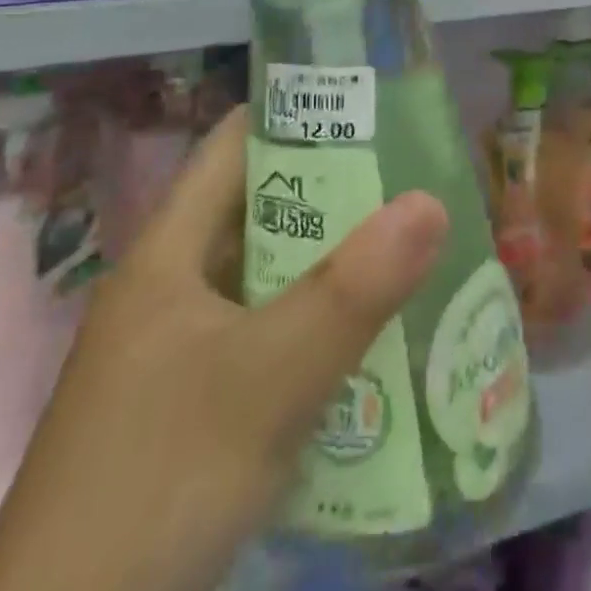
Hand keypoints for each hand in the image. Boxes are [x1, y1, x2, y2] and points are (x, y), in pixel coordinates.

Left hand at [0, 107, 449, 590]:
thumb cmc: (158, 482)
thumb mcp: (267, 378)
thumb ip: (352, 290)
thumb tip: (431, 200)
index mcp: (170, 249)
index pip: (237, 142)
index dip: (301, 113)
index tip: (375, 109)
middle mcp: (171, 284)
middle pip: (260, 207)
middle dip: (336, 192)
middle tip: (415, 182)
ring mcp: (177, 349)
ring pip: (266, 276)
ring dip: (330, 263)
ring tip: (409, 249)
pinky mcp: (190, 406)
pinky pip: (265, 336)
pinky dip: (314, 326)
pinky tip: (369, 341)